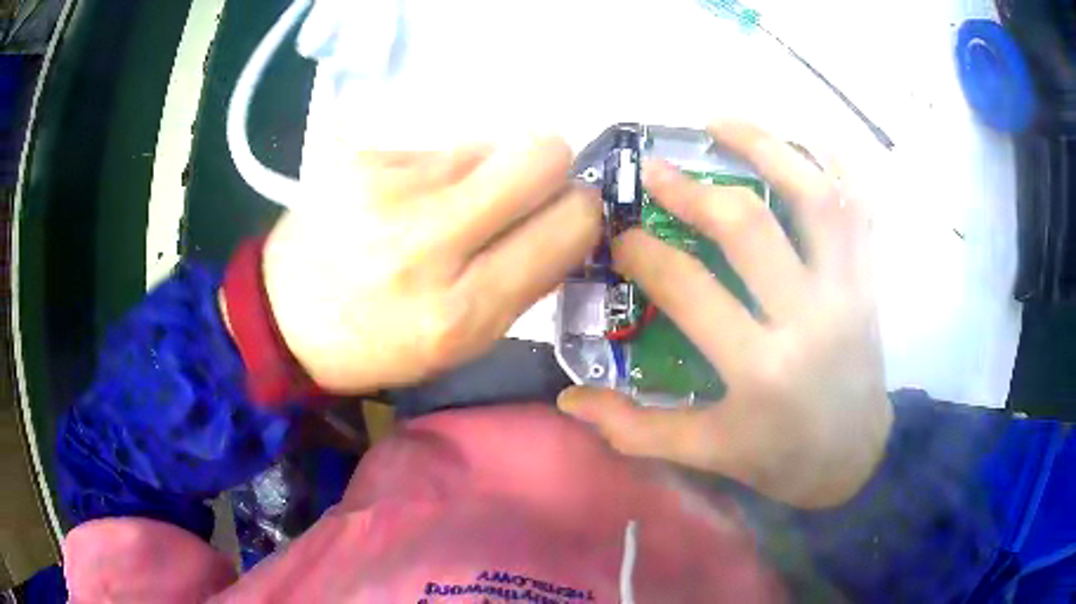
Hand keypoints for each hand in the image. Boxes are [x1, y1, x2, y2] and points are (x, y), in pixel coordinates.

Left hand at [262, 141, 600, 392]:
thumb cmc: (377, 343)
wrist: (282, 316)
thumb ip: (524, 281)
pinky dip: (440, 170)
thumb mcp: (461, 343)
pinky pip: (439, 147)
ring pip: (490, 144)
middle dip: (551, 168)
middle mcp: (426, 240)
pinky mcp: (360, 157)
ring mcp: (387, 188)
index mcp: (460, 310)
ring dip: (487, 173)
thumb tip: (569, 217)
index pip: (568, 225)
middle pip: (540, 155)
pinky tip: (406, 200)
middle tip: (524, 193)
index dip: (582, 213)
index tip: (567, 215)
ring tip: (445, 207)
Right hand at [558, 122, 891, 508]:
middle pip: (748, 226)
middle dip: (691, 190)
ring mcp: (848, 291)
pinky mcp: (869, 281)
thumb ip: (636, 429)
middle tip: (655, 170)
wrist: (856, 458)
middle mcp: (809, 318)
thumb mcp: (707, 453)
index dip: (643, 253)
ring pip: (814, 197)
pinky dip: (836, 166)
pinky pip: (860, 208)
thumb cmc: (780, 458)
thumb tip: (569, 400)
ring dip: (767, 147)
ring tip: (721, 123)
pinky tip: (804, 142)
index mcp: (760, 370)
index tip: (618, 236)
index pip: (690, 289)